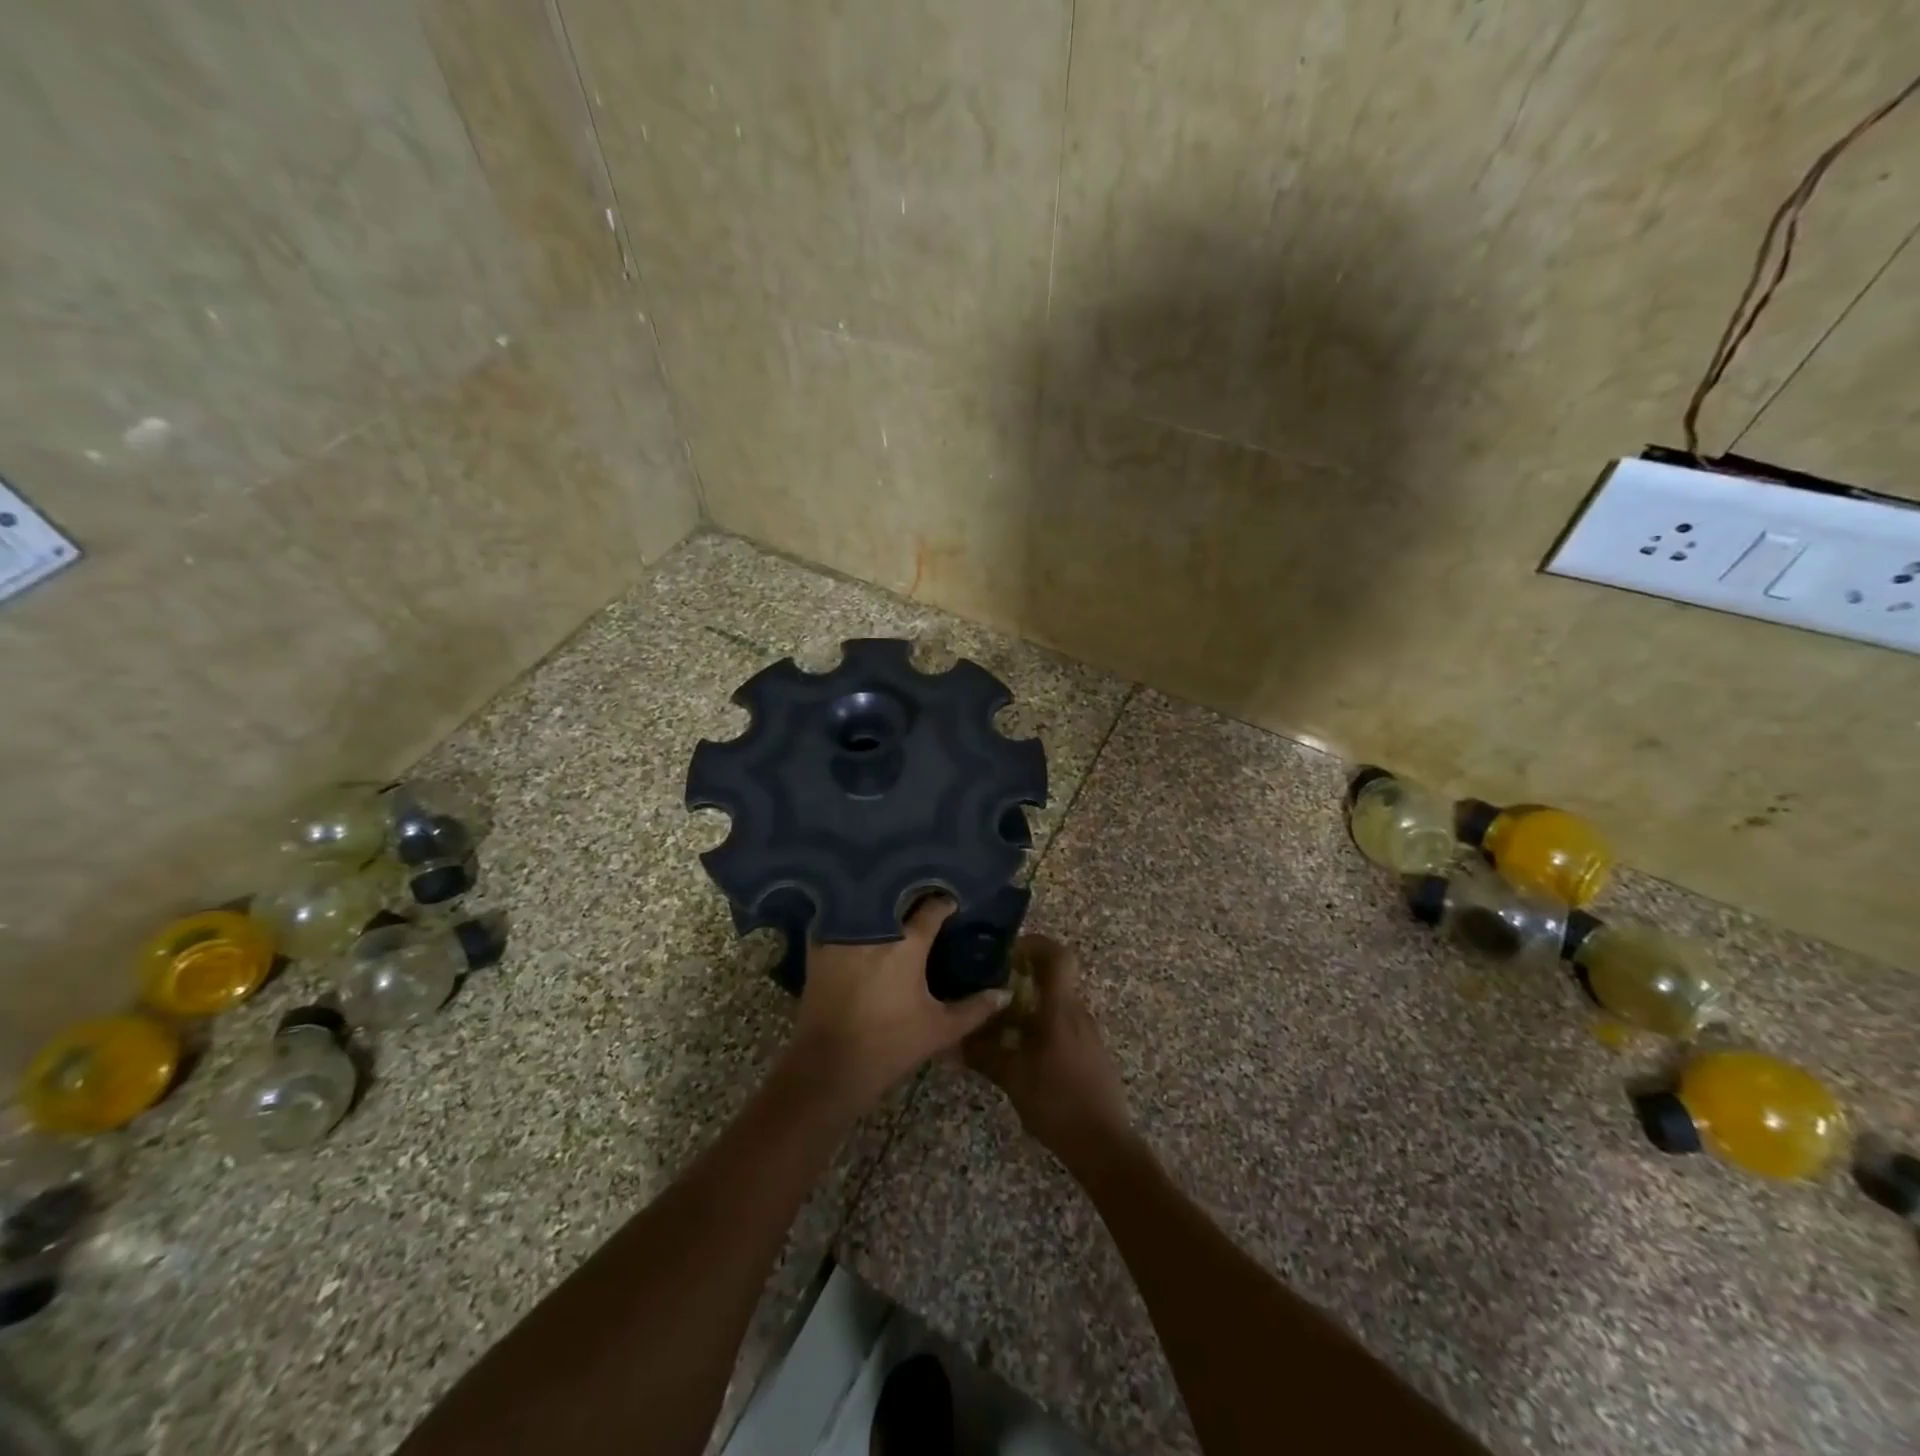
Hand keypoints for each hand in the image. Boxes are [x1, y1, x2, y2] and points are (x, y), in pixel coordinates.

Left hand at [788, 898, 1010, 1113]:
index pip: (932, 908)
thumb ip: (975, 1009)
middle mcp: (875, 929)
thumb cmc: (890, 1046)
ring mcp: (843, 934)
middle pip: (896, 897)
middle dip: (911, 895)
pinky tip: (860, 920)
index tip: (952, 904)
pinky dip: (849, 914)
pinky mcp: (818, 945)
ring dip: (880, 900)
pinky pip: (837, 917)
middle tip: (924, 899)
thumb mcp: (940, 1030)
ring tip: (893, 904)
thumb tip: (1004, 993)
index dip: (945, 903)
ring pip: (865, 902)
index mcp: (908, 944)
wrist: (829, 1068)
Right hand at [963, 935, 1134, 1174]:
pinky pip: (1063, 1025)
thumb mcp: (1012, 1077)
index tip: (1008, 949)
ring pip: (1057, 1003)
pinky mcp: (1090, 1053)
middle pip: (1054, 978)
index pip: (1058, 956)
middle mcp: (1077, 1013)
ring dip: (1030, 1005)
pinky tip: (1019, 1049)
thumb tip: (951, 1041)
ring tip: (998, 1021)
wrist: (1104, 1145)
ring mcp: (1087, 1033)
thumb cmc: (1057, 1101)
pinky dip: (1040, 1026)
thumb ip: (982, 1054)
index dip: (1036, 944)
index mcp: (1060, 1009)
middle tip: (992, 985)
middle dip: (1024, 976)